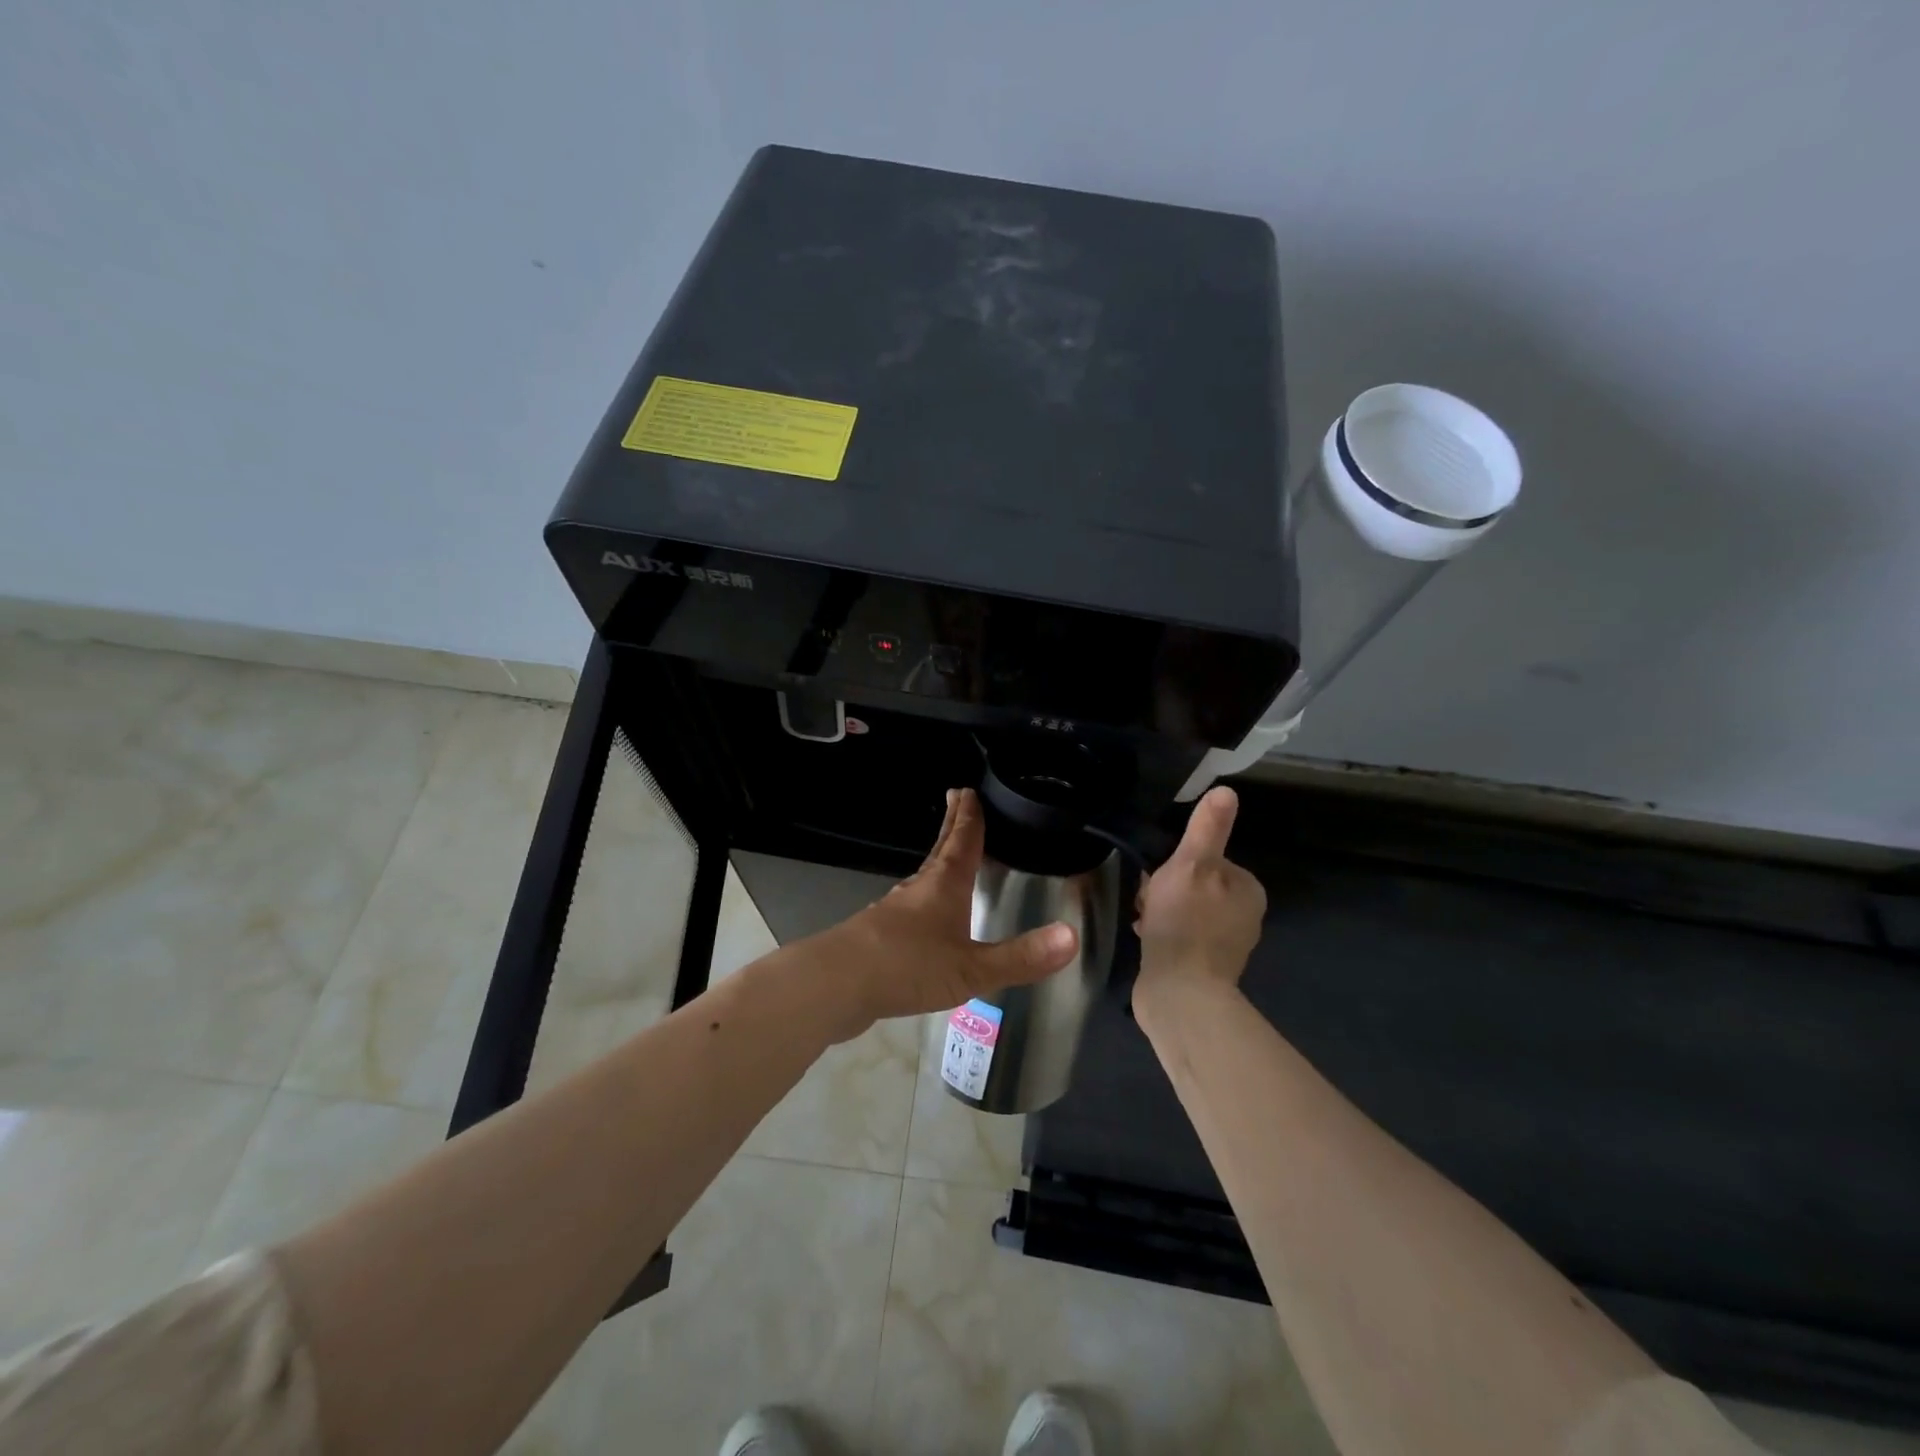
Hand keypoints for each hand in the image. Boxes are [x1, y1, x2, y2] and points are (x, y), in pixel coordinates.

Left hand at [820, 789, 1078, 1039]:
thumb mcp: (972, 968)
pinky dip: (923, 901)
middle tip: (958, 799)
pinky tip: (923, 920)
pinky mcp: (878, 937)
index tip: (970, 790)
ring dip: (938, 862)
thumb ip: (1020, 957)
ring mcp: (894, 912)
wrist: (835, 985)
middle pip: (940, 851)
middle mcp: (918, 890)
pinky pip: (910, 909)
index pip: (962, 841)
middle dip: (953, 826)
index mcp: (944, 886)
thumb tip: (1072, 937)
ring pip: (923, 878)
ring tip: (948, 857)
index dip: (970, 817)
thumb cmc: (908, 966)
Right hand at [1133, 786, 1265, 1004]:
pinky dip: (1162, 934)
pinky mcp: (1204, 967)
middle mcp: (1243, 915)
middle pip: (1193, 884)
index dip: (1176, 863)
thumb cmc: (1185, 923)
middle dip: (1165, 889)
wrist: (1179, 994)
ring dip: (1160, 911)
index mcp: (1247, 889)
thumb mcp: (1191, 865)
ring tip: (1144, 922)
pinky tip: (1146, 939)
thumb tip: (1226, 789)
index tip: (1157, 876)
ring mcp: (1224, 944)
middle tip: (1148, 902)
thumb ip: (1207, 829)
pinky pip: (1179, 935)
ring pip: (1183, 909)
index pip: (1206, 859)